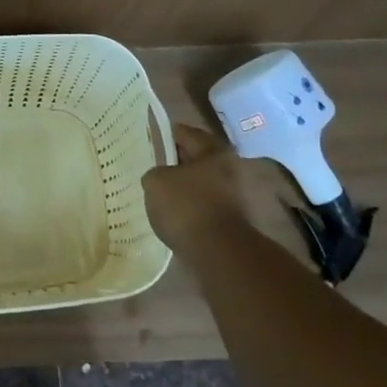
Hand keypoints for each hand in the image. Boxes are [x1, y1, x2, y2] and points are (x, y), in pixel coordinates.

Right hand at [142, 123, 254, 253]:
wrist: (218, 253)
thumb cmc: (187, 206)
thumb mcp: (156, 181)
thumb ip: (154, 173)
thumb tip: (159, 178)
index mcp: (214, 151)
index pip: (187, 133)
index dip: (168, 133)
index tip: (152, 136)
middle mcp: (230, 169)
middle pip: (198, 159)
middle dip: (177, 161)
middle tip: (154, 164)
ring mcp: (234, 197)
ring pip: (202, 184)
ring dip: (185, 186)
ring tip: (160, 191)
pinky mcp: (231, 221)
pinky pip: (204, 206)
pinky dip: (190, 206)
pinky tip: (173, 213)